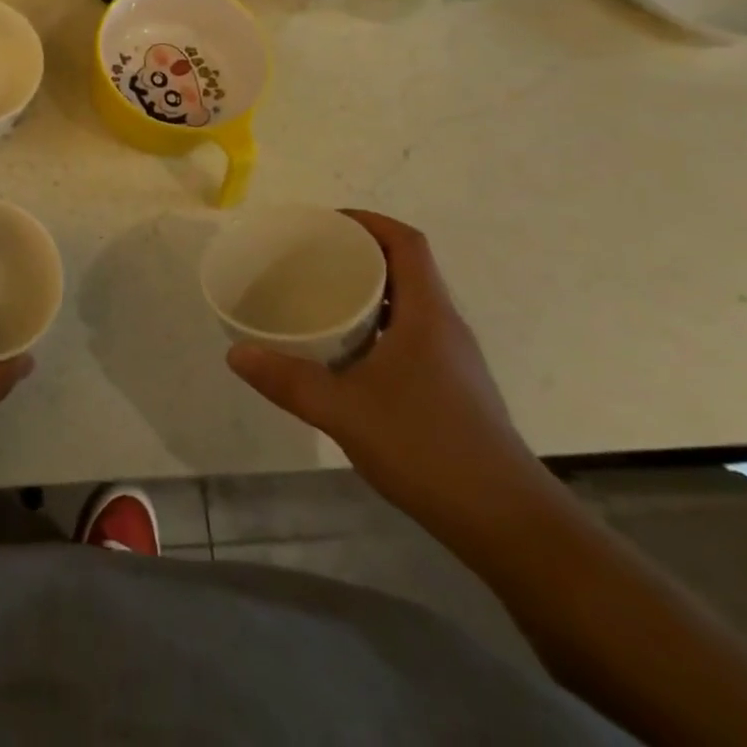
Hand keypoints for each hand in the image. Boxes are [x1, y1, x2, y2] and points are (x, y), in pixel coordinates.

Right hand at [226, 210, 554, 544]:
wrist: (510, 525)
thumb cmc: (428, 449)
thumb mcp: (345, 411)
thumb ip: (289, 380)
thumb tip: (236, 354)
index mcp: (427, 314)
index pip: (406, 242)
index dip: (369, 221)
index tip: (327, 223)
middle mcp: (445, 326)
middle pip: (406, 268)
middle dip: (360, 254)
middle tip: (311, 259)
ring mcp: (453, 360)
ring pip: (409, 304)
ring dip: (370, 292)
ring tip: (322, 299)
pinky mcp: (454, 389)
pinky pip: (411, 335)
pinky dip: (378, 327)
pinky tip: (348, 356)